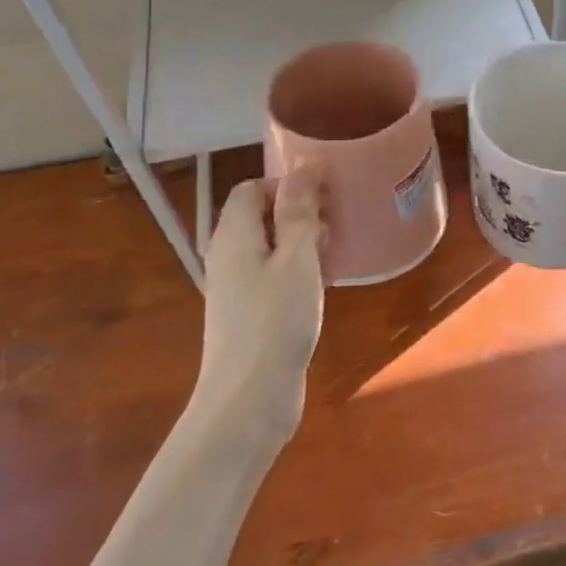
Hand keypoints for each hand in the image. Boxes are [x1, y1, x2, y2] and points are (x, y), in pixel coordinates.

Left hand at [195, 168, 325, 444]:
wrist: (247, 401)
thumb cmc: (275, 322)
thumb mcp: (296, 260)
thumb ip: (298, 212)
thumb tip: (303, 165)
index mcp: (234, 235)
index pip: (252, 188)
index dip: (287, 184)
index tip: (325, 194)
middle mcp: (228, 256)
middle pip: (261, 216)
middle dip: (299, 212)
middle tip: (336, 222)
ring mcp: (236, 288)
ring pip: (270, 247)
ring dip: (302, 243)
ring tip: (337, 251)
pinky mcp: (249, 314)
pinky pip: (273, 276)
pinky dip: (298, 270)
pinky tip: (325, 284)